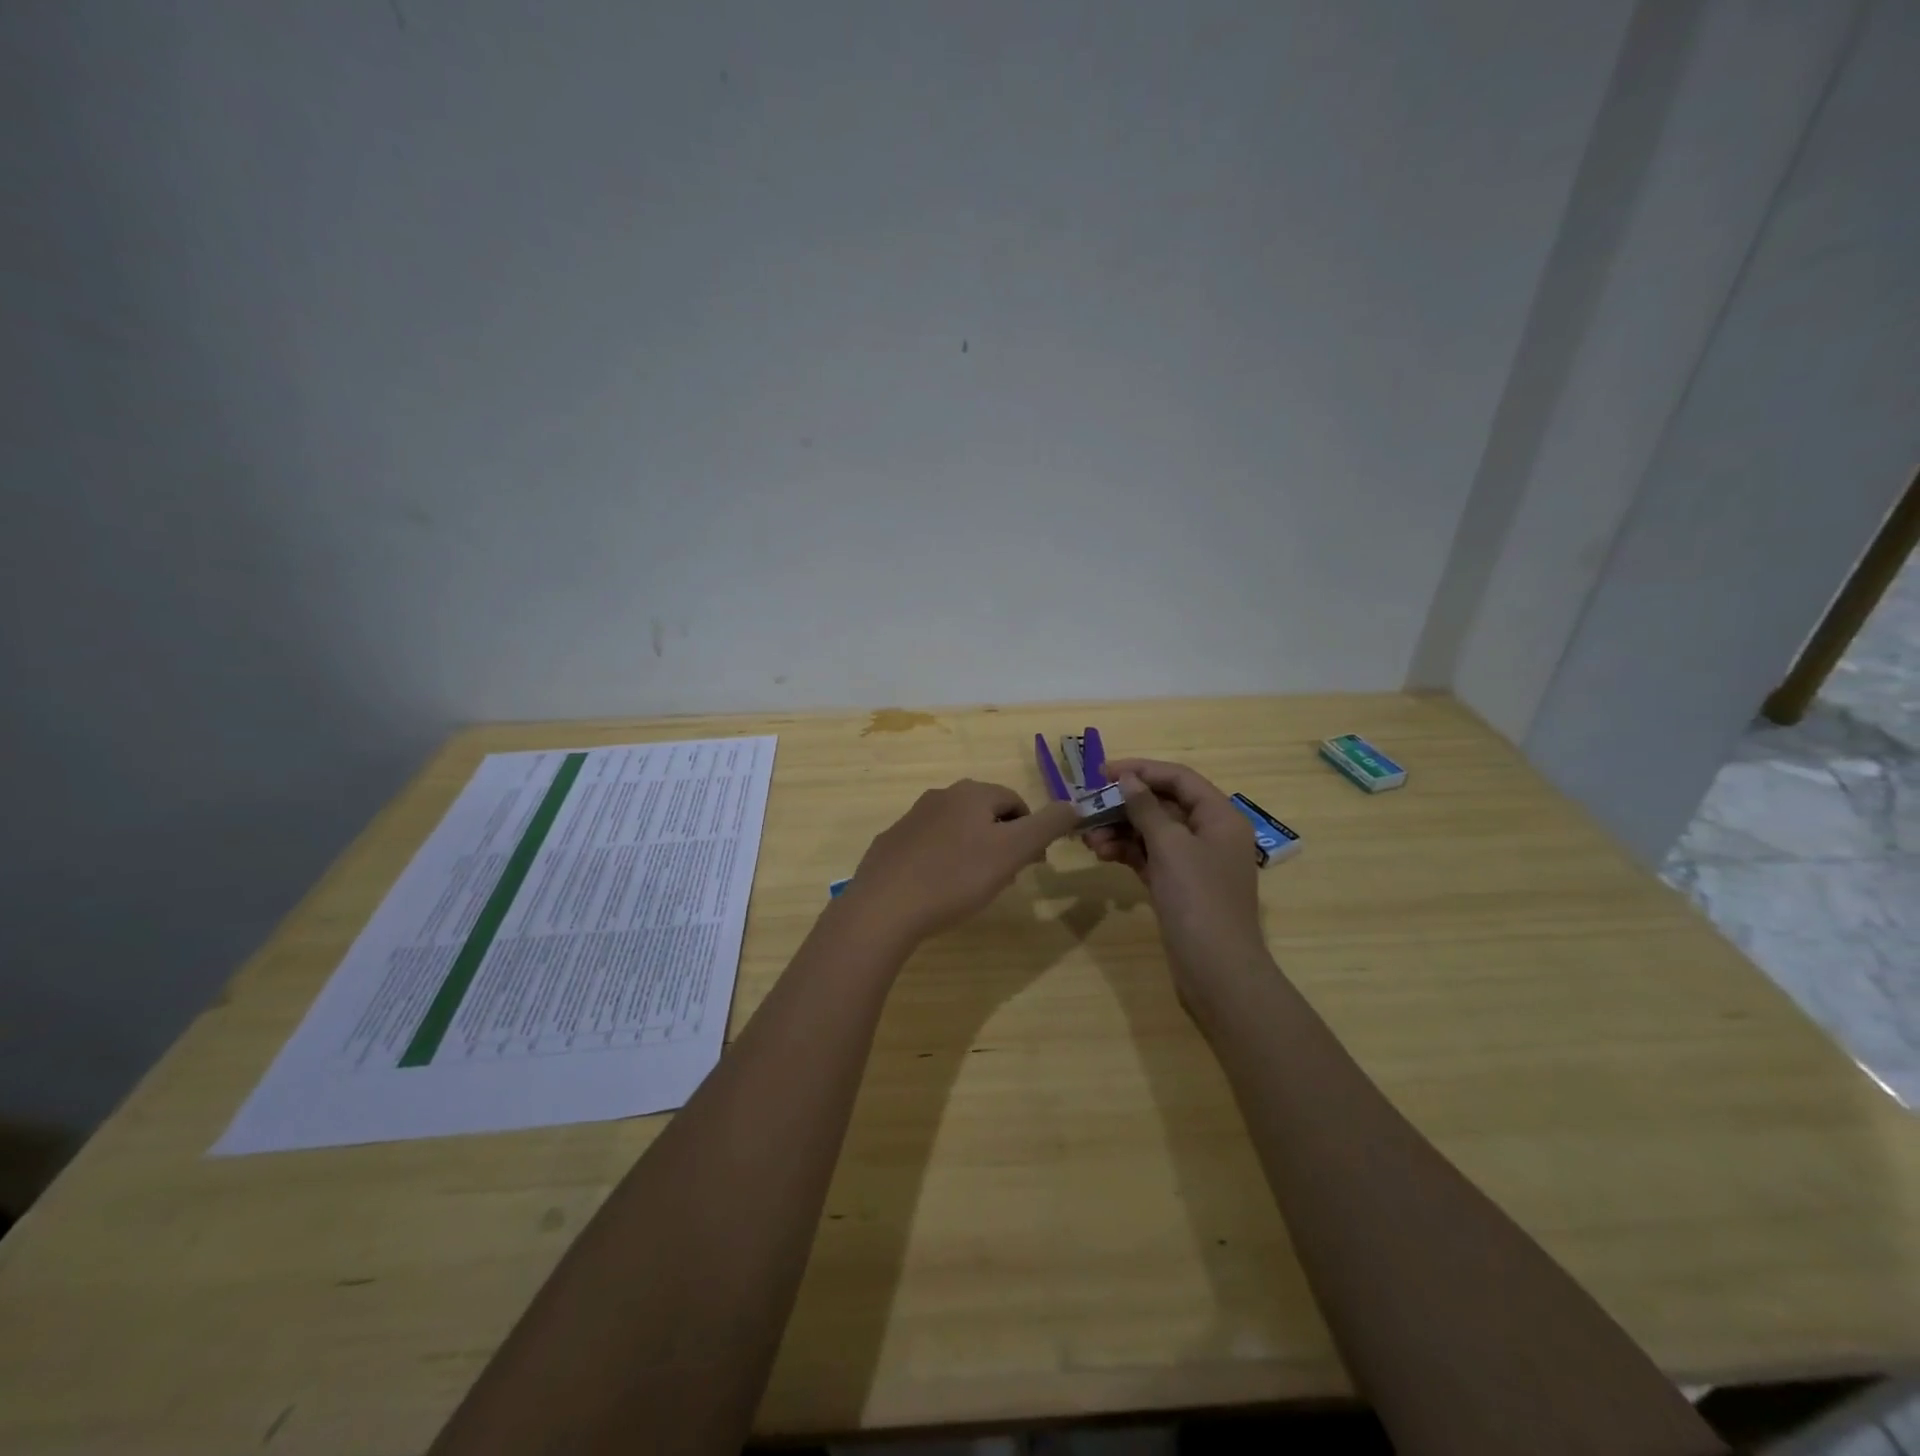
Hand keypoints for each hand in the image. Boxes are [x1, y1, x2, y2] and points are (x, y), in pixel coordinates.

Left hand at [841, 779, 1081, 945]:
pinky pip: (928, 848)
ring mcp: (911, 819)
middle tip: (1005, 879)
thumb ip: (1047, 825)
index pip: (1015, 802)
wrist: (884, 907)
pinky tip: (939, 890)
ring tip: (973, 888)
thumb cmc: (956, 877)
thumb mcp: (1013, 851)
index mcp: (971, 794)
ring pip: (957, 830)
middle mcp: (940, 796)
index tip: (1031, 865)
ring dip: (973, 852)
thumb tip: (1073, 805)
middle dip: (1002, 842)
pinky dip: (942, 862)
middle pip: (985, 814)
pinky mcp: (891, 844)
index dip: (1031, 832)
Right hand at [1086, 758, 1267, 989]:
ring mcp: (1194, 862)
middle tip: (1088, 808)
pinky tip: (1102, 854)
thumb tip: (1128, 779)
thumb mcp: (1170, 846)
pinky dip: (1127, 852)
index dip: (1141, 770)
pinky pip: (1149, 857)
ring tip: (1089, 840)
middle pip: (1163, 804)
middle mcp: (1210, 834)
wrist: (1216, 970)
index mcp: (1220, 817)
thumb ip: (1146, 808)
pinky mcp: (1179, 886)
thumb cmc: (1198, 899)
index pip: (1179, 779)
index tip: (1101, 772)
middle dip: (1124, 805)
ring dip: (1120, 830)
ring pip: (1152, 832)